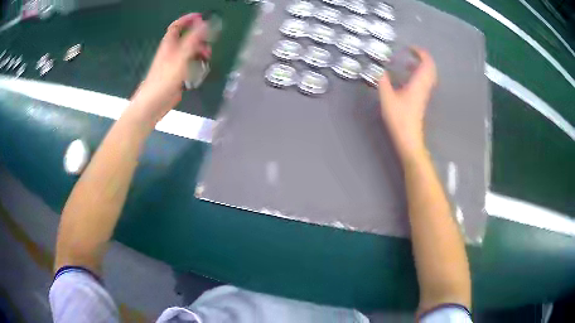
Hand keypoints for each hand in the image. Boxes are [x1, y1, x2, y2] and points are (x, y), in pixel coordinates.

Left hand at [128, 14, 210, 125]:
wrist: (153, 104)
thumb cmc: (165, 79)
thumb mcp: (181, 57)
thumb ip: (193, 40)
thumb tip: (205, 23)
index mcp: (169, 45)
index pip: (177, 26)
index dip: (187, 20)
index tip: (201, 18)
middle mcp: (171, 52)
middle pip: (186, 39)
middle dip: (199, 39)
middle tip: (208, 44)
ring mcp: (174, 65)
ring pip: (189, 53)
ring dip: (200, 53)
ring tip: (207, 59)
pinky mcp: (177, 76)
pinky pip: (189, 66)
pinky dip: (196, 66)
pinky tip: (200, 72)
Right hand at [378, 47, 436, 159]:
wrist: (409, 138)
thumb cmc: (399, 118)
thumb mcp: (387, 98)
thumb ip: (383, 81)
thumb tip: (379, 69)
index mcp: (419, 83)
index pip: (426, 63)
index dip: (420, 52)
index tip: (410, 47)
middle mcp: (425, 86)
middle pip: (431, 68)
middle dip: (422, 57)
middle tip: (411, 52)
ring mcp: (425, 94)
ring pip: (429, 75)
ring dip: (421, 66)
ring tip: (408, 63)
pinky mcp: (422, 99)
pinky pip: (425, 81)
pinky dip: (419, 74)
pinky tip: (407, 77)